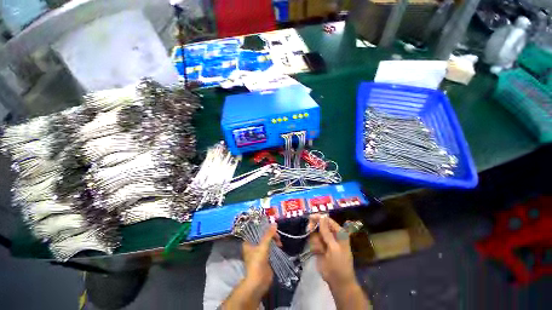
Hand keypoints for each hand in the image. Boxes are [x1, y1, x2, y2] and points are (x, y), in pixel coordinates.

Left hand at [242, 224, 279, 294]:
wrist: (258, 282)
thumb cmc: (257, 262)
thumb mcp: (263, 246)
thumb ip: (269, 234)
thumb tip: (275, 223)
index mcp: (248, 243)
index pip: (255, 231)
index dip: (263, 228)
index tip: (271, 226)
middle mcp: (253, 246)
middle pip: (263, 236)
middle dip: (271, 235)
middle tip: (277, 237)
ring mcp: (259, 252)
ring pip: (267, 242)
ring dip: (273, 241)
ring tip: (279, 243)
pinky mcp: (265, 258)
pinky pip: (270, 248)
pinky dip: (275, 246)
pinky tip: (279, 246)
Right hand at [308, 215, 356, 289]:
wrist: (337, 282)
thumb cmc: (339, 264)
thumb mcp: (334, 247)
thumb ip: (326, 232)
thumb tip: (322, 217)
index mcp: (339, 233)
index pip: (328, 220)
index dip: (319, 217)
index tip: (310, 217)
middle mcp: (331, 235)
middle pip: (319, 225)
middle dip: (314, 228)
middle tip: (309, 229)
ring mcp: (325, 241)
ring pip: (315, 234)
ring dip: (315, 241)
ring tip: (320, 250)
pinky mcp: (319, 247)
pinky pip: (313, 242)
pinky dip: (314, 246)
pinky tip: (318, 253)